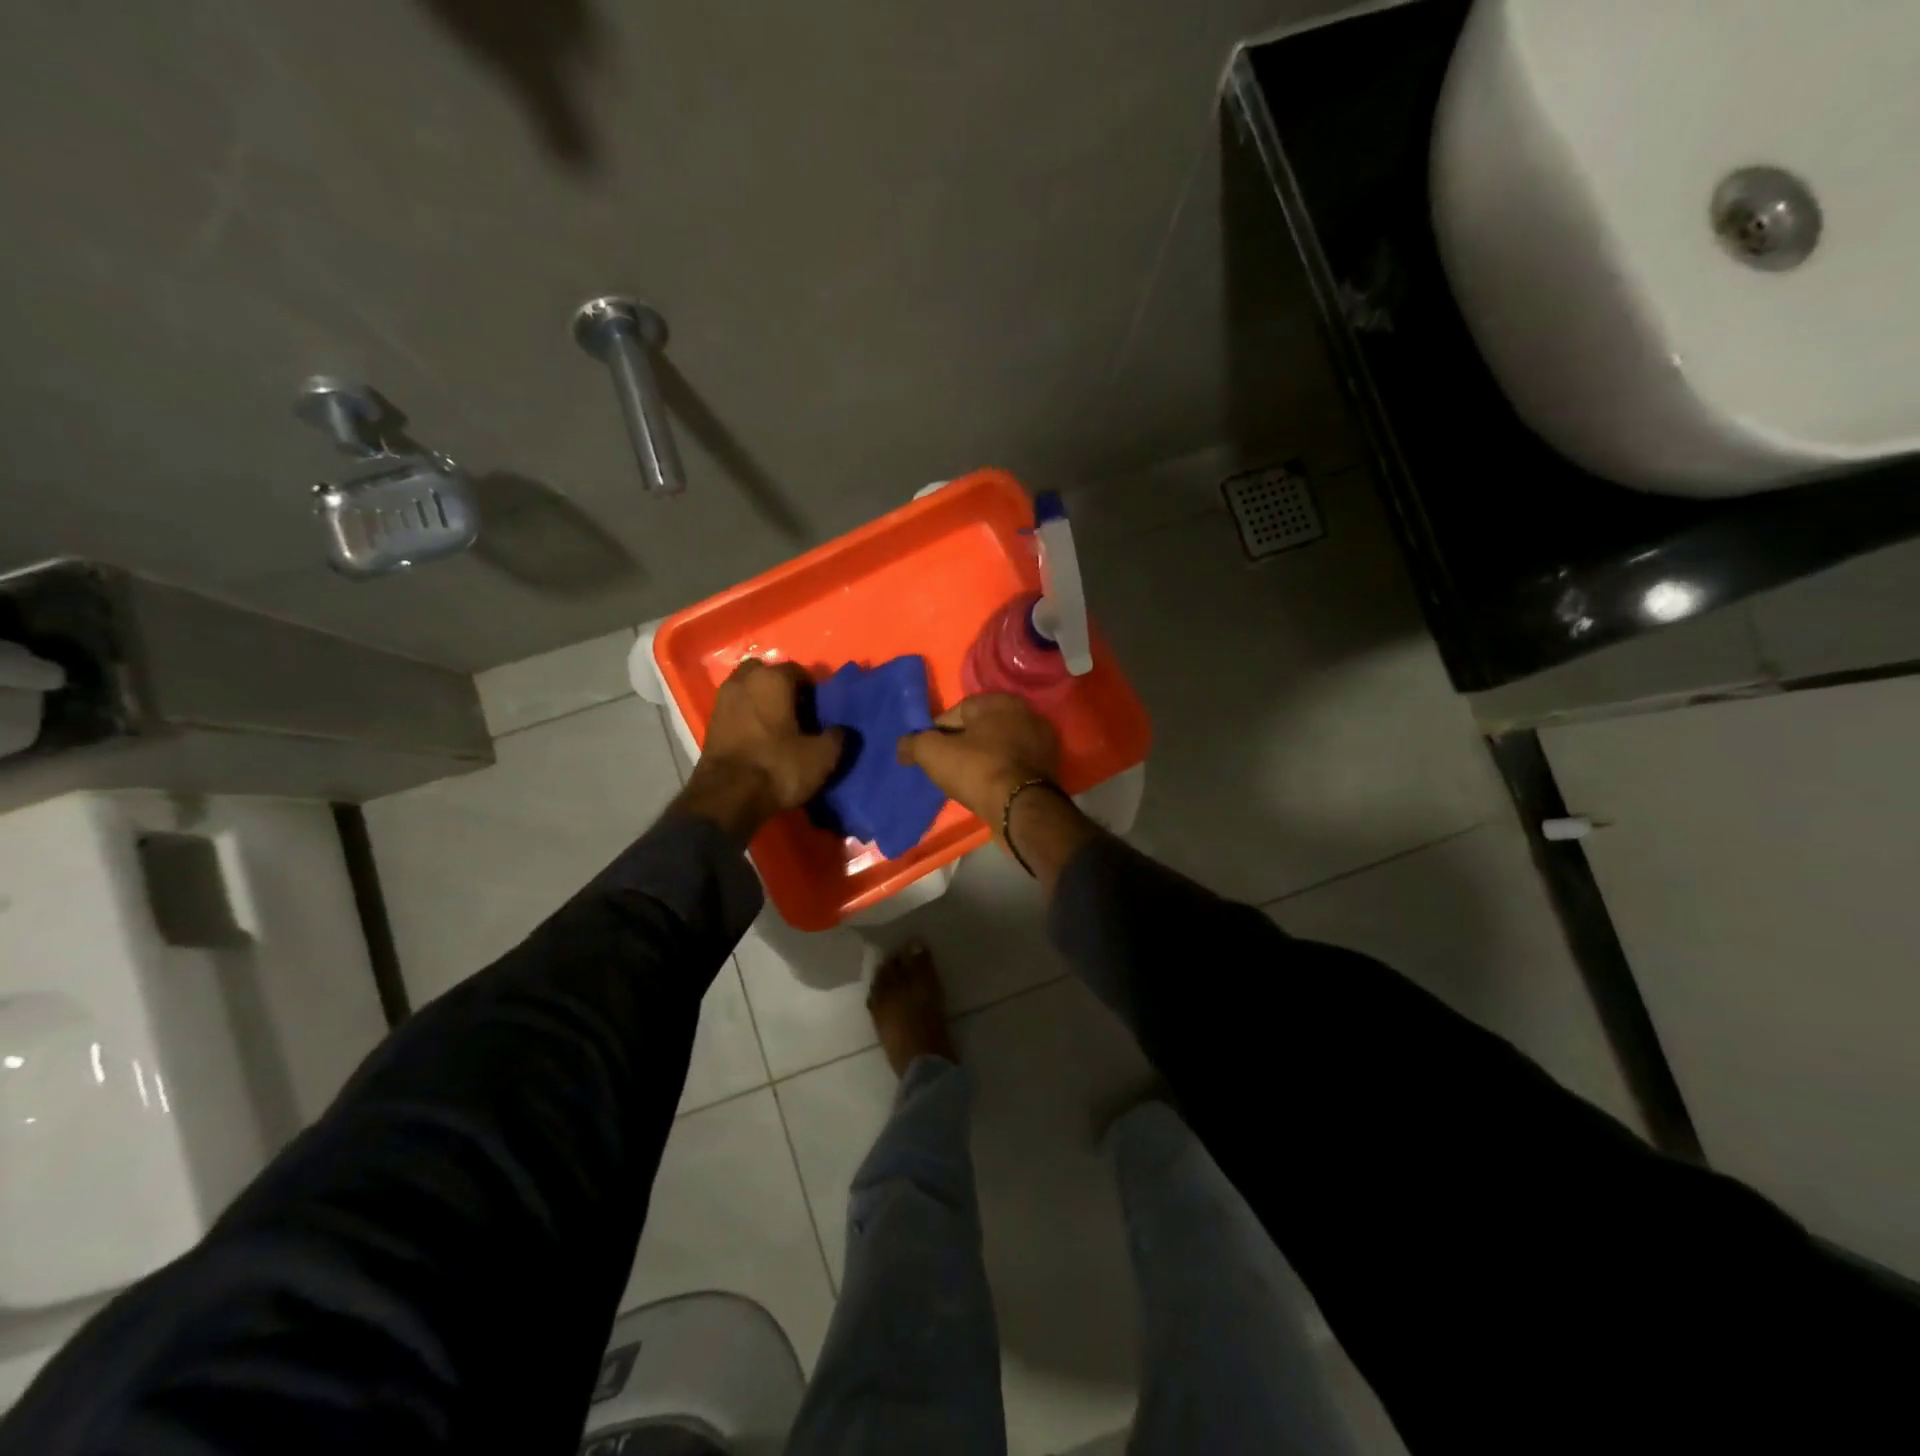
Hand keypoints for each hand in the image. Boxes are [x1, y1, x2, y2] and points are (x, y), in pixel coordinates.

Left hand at [682, 660, 843, 839]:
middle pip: (767, 673)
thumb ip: (837, 737)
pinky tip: (760, 737)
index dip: (813, 690)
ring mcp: (722, 700)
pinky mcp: (710, 723)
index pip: (798, 671)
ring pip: (748, 689)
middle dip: (781, 687)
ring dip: (762, 701)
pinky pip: (736, 709)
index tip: (820, 711)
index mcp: (772, 679)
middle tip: (797, 712)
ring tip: (778, 726)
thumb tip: (840, 730)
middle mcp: (743, 681)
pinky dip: (747, 716)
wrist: (726, 797)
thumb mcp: (821, 757)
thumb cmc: (777, 767)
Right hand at [896, 693, 1059, 822]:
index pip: (957, 711)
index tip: (928, 753)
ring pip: (999, 747)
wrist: (1021, 808)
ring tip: (966, 781)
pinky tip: (988, 789)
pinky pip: (1014, 765)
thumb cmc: (977, 770)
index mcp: (999, 700)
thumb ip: (913, 743)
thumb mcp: (933, 753)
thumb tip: (903, 746)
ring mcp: (1041, 741)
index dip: (937, 732)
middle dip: (962, 745)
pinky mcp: (1048, 766)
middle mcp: (1025, 713)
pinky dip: (1000, 773)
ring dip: (982, 760)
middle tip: (946, 767)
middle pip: (980, 728)